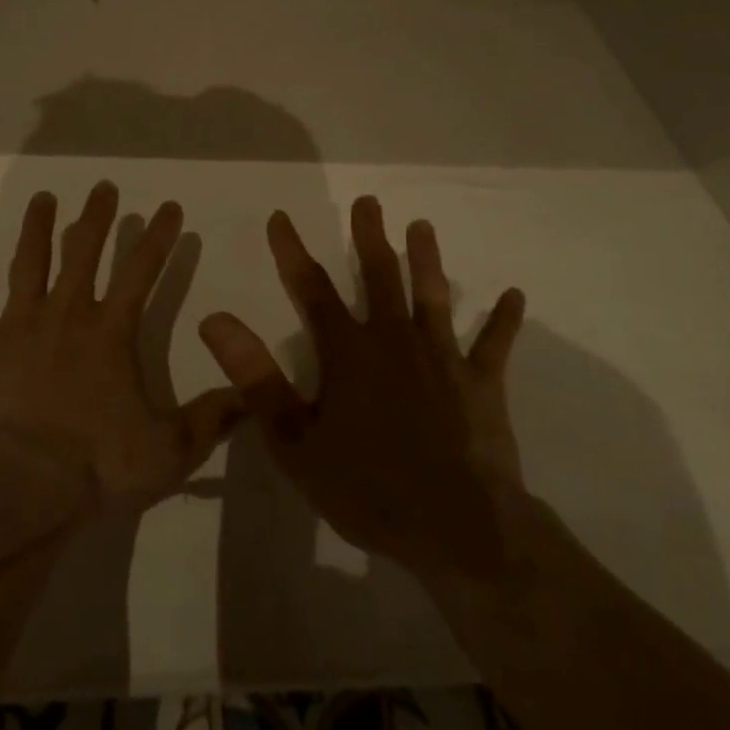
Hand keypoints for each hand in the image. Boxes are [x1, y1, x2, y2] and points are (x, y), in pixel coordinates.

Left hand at [0, 181, 243, 513]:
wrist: (16, 490)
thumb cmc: (94, 466)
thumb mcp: (168, 449)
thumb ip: (212, 418)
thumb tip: (252, 393)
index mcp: (110, 331)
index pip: (141, 270)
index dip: (158, 236)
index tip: (168, 207)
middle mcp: (65, 314)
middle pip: (83, 251)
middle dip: (97, 217)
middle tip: (103, 187)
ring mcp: (17, 324)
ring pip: (30, 261)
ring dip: (39, 226)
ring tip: (44, 198)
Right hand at [199, 197, 530, 581]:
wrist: (456, 528)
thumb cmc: (368, 487)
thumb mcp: (295, 440)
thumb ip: (255, 377)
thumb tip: (214, 320)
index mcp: (349, 352)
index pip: (311, 289)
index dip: (292, 251)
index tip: (280, 217)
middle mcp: (395, 339)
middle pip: (379, 275)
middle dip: (369, 236)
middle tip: (367, 201)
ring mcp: (442, 357)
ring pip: (432, 295)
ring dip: (427, 259)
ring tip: (423, 226)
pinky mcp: (480, 383)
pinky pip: (494, 345)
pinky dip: (504, 321)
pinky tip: (515, 294)